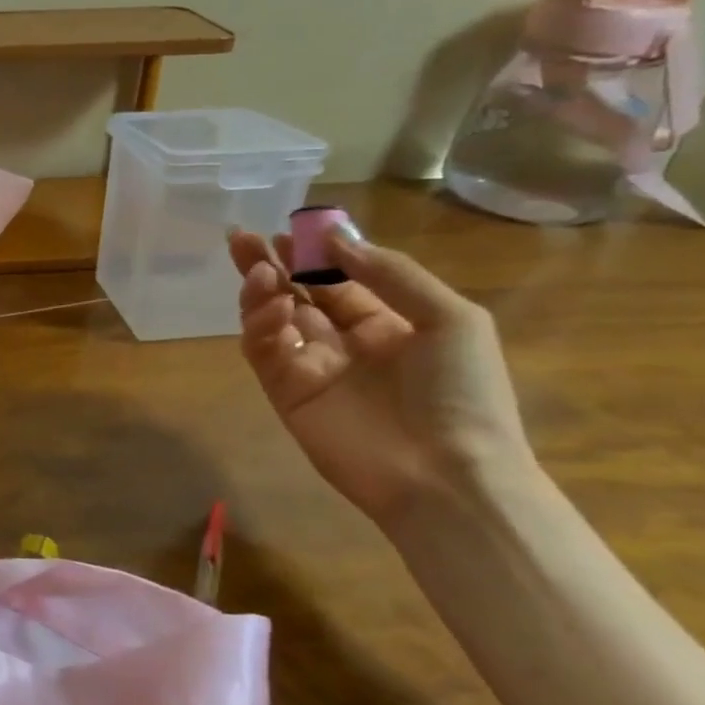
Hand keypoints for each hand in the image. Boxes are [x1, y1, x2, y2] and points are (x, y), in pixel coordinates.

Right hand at [228, 223, 533, 525]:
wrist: (447, 474)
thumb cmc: (462, 392)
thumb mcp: (450, 318)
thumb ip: (391, 274)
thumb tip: (334, 240)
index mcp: (386, 324)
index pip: (337, 281)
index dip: (312, 254)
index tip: (290, 230)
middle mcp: (343, 342)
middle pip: (294, 294)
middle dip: (268, 265)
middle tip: (241, 238)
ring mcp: (311, 368)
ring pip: (271, 319)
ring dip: (260, 292)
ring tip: (259, 271)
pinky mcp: (286, 392)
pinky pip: (264, 351)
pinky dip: (260, 326)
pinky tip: (273, 307)